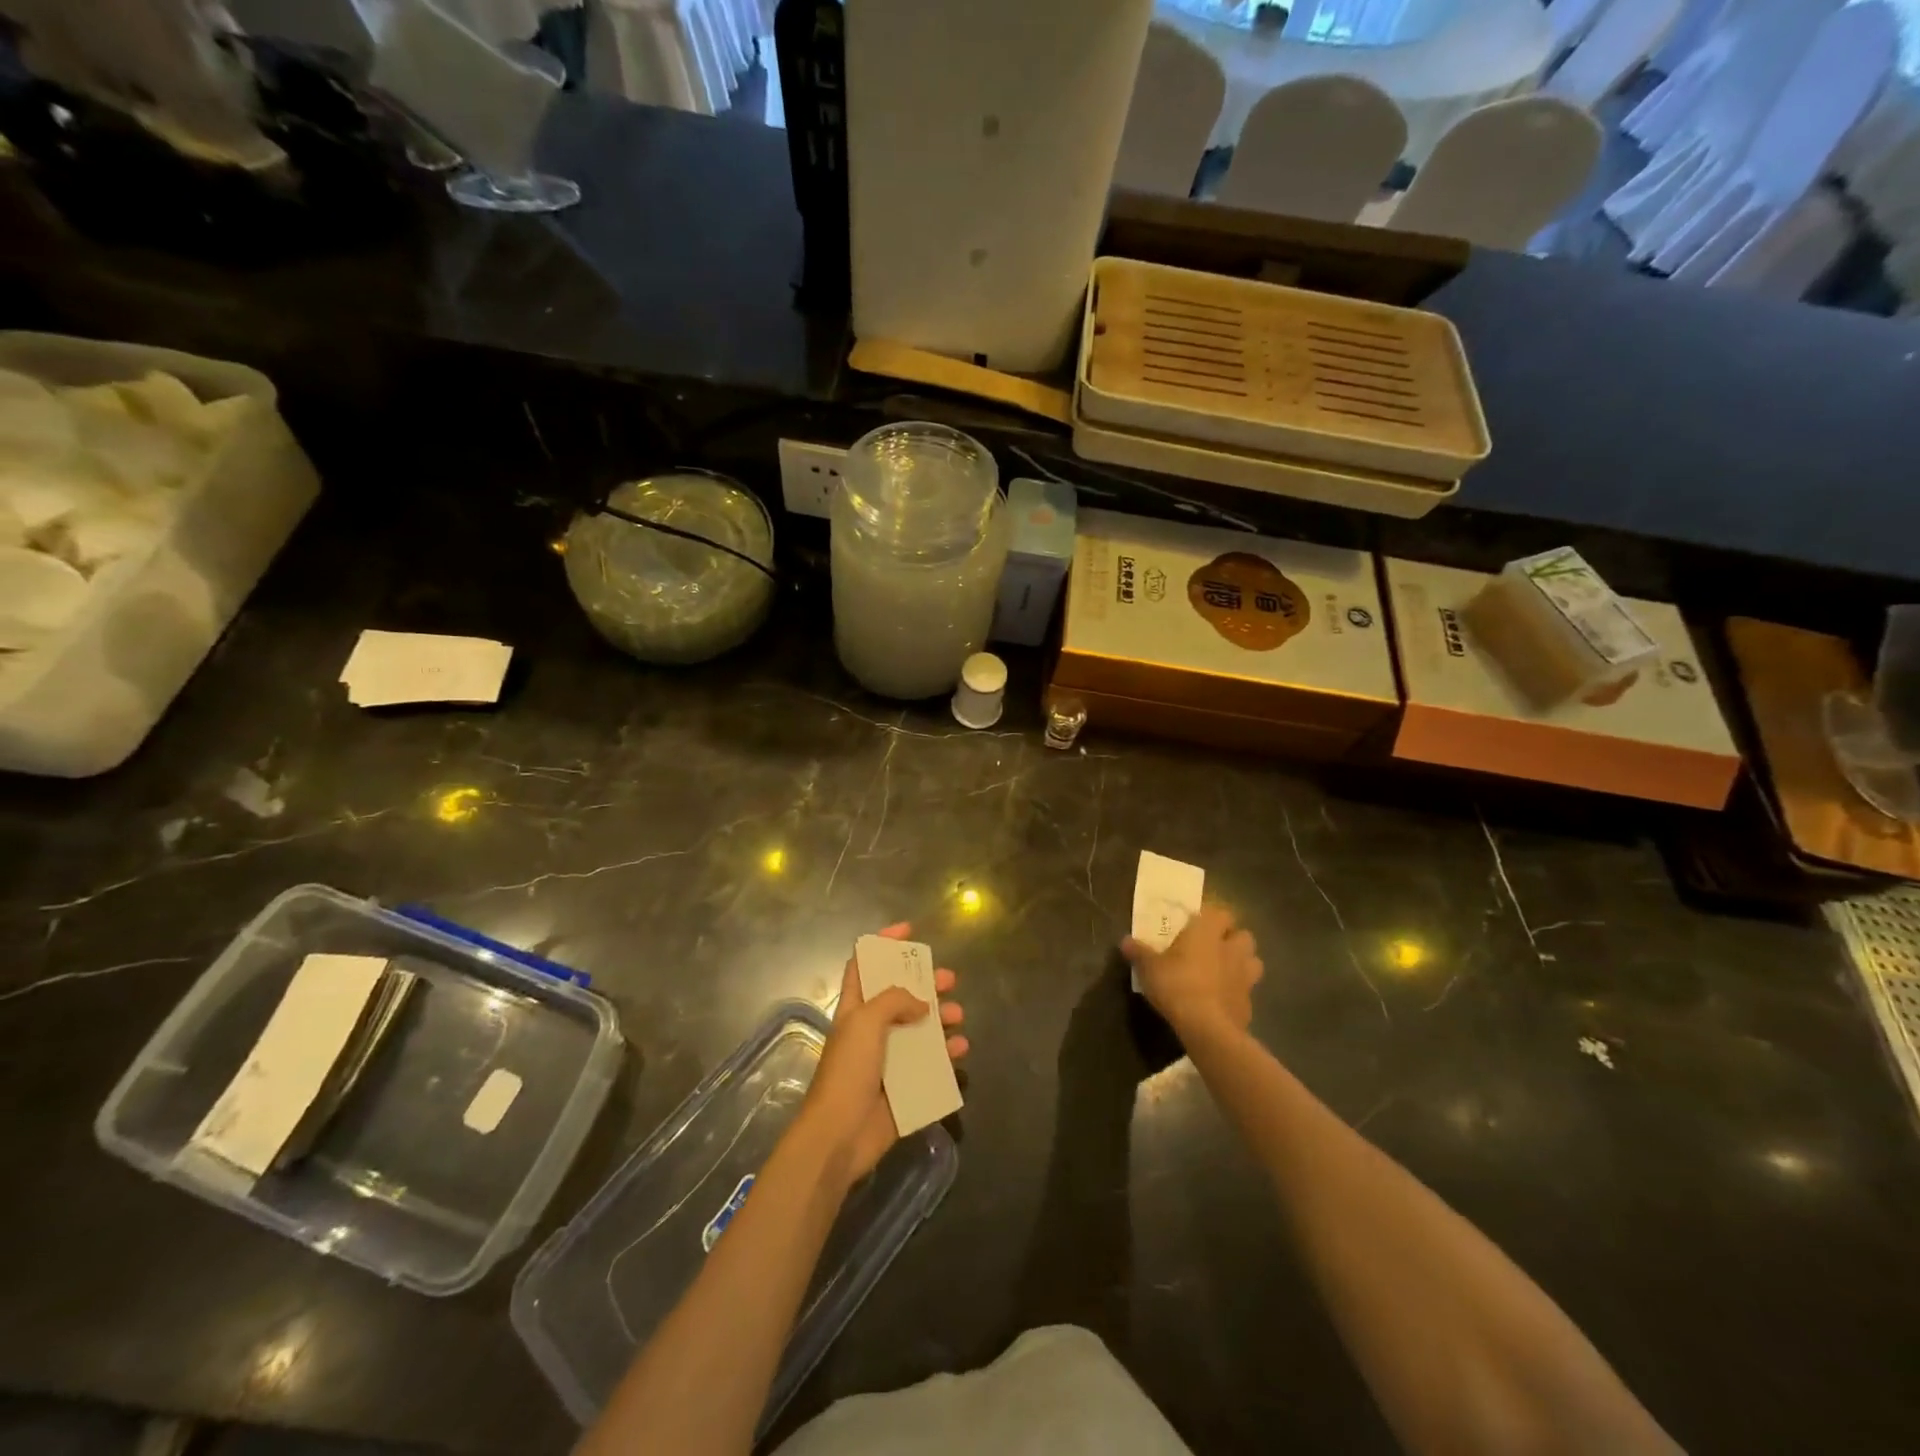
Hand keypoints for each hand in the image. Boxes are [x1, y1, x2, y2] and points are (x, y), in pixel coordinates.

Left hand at [799, 922, 967, 1183]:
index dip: (883, 944)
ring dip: (941, 1017)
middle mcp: (871, 1030)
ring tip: (959, 1016)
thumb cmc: (848, 1071)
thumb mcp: (865, 1022)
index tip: (909, 931)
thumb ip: (894, 1000)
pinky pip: (930, 1064)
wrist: (839, 1136)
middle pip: (901, 995)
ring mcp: (888, 1059)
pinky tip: (961, 1049)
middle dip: (925, 983)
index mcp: (855, 1009)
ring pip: (920, 1028)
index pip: (865, 965)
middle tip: (950, 979)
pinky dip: (947, 1054)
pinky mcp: (904, 1087)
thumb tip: (922, 1003)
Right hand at [1121, 903, 1262, 1040]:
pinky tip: (1222, 999)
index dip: (1211, 917)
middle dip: (1232, 939)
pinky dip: (1237, 991)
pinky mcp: (1249, 1002)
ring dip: (1241, 963)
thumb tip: (1124, 940)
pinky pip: (1247, 990)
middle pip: (1243, 935)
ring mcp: (1245, 976)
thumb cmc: (1177, 986)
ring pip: (1253, 961)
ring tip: (1223, 971)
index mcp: (1208, 932)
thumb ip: (1138, 952)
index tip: (1196, 925)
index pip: (1221, 912)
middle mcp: (1231, 949)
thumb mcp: (1149, 968)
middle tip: (1212, 947)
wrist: (1208, 1028)